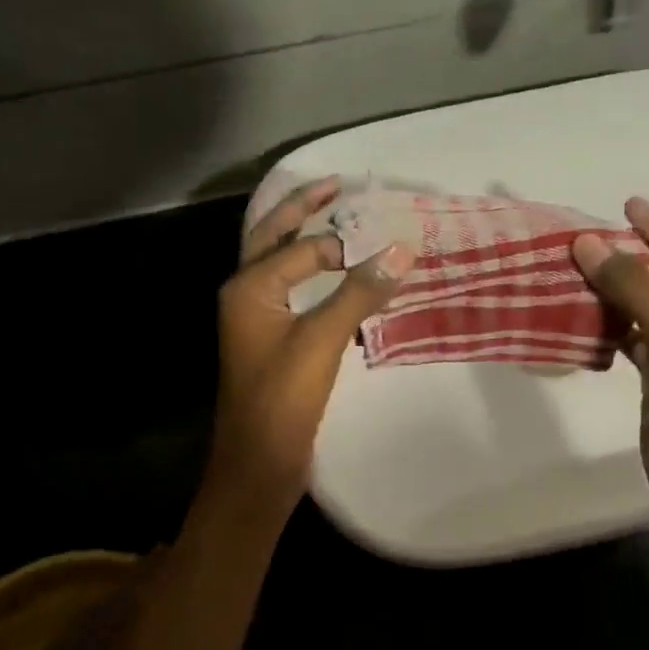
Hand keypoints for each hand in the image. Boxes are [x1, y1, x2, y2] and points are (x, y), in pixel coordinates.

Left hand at [204, 177, 414, 520]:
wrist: (258, 464)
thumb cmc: (282, 400)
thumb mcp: (321, 341)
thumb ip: (359, 293)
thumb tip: (402, 249)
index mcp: (249, 287)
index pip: (303, 247)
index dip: (346, 240)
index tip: (389, 233)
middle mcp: (246, 294)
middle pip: (273, 237)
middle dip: (303, 210)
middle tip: (336, 185)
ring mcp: (257, 319)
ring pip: (282, 265)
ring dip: (307, 240)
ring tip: (340, 219)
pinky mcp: (273, 341)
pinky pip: (294, 293)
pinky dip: (315, 276)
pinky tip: (341, 277)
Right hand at [573, 198, 648, 541]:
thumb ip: (629, 285)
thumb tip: (585, 242)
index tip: (619, 212)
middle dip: (630, 258)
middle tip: (591, 235)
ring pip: (644, 309)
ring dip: (614, 291)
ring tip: (578, 268)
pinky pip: (631, 337)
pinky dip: (608, 324)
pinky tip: (582, 314)